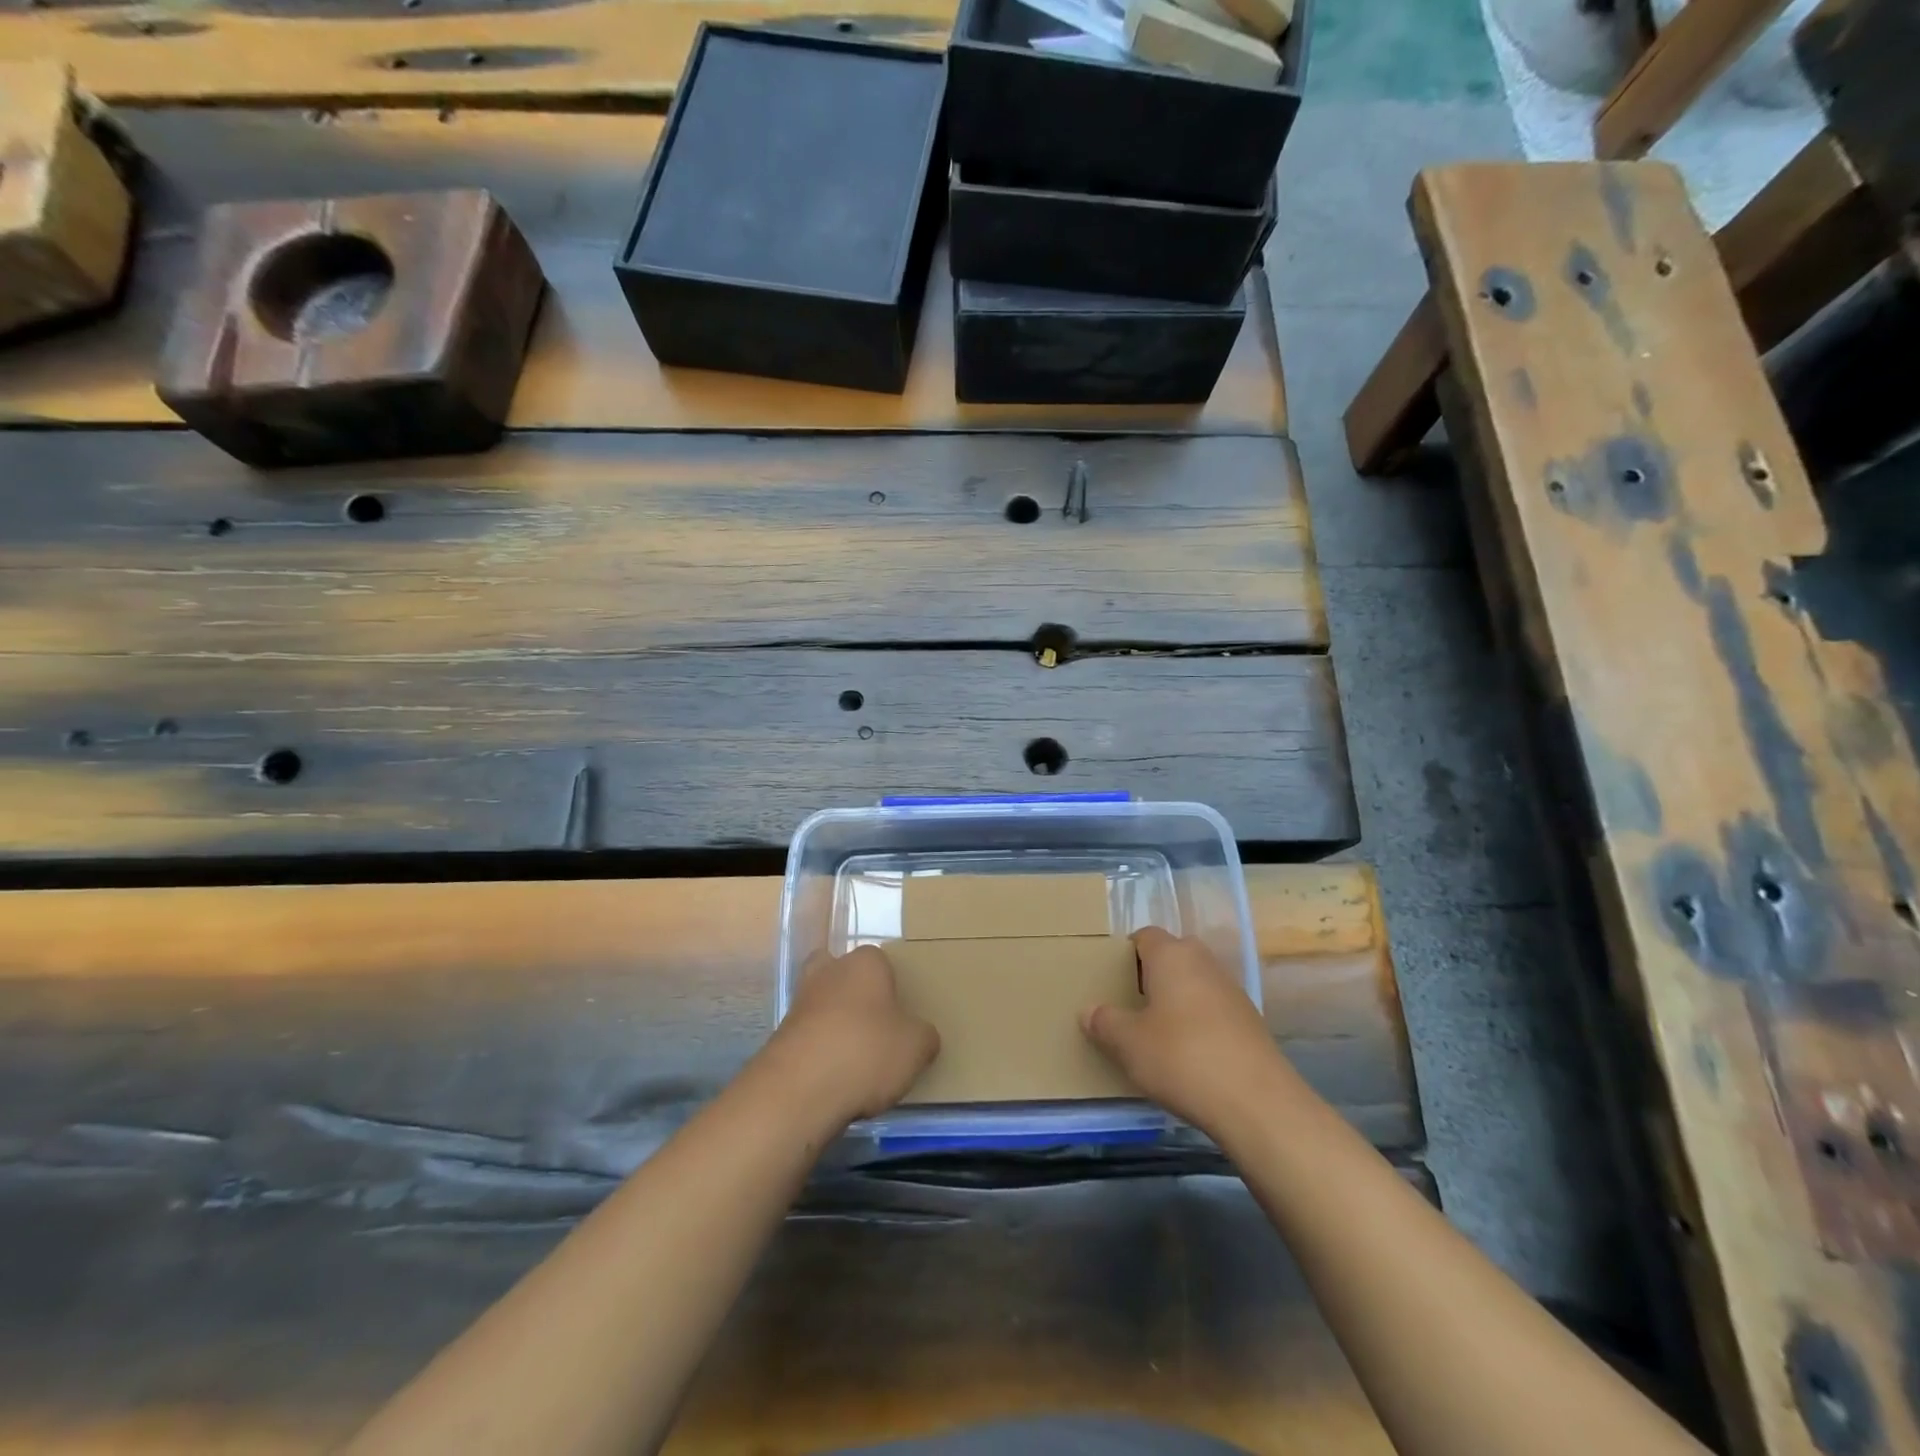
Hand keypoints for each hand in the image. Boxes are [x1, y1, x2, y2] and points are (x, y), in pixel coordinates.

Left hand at [762, 945, 939, 1124]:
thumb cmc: (866, 1051)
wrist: (799, 1089)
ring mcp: (799, 1002)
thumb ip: (923, 1035)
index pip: (881, 961)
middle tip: (872, 1023)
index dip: (891, 985)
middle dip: (853, 992)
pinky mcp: (780, 1035)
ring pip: (822, 1003)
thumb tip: (920, 1035)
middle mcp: (828, 972)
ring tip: (855, 1058)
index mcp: (865, 963)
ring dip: (834, 1023)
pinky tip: (833, 1077)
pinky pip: (807, 1035)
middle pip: (842, 972)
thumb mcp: (916, 1047)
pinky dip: (819, 1050)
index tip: (900, 1013)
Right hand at [1081, 927, 1287, 1134]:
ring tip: (1156, 1031)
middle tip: (1131, 1003)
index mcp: (1172, 955)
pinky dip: (1199, 1021)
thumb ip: (1105, 1023)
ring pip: (1195, 982)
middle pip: (1173, 955)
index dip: (1126, 953)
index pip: (1144, 936)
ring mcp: (1232, 990)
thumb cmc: (1182, 1058)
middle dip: (1152, 974)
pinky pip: (1214, 1008)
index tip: (1111, 979)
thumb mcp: (1129, 1044)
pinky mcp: (1250, 1021)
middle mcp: (1204, 962)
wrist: (1258, 1103)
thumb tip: (1089, 1011)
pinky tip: (1188, 1053)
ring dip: (1177, 999)